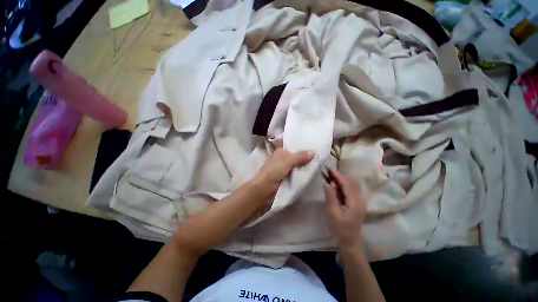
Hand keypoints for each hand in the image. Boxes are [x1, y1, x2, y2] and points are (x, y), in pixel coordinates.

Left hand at [253, 148, 314, 195]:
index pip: (292, 146)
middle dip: (306, 156)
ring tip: (319, 163)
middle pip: (296, 156)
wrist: (265, 189)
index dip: (301, 145)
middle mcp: (283, 159)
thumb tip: (313, 152)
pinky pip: (297, 174)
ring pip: (297, 165)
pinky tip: (313, 172)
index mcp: (280, 152)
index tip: (313, 144)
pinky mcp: (287, 178)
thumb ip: (300, 156)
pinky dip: (303, 173)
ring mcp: (285, 169)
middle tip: (320, 154)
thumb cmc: (274, 171)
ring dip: (305, 165)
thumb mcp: (287, 160)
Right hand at [324, 169, 366, 250]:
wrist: (350, 241)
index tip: (330, 170)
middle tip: (329, 172)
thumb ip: (330, 197)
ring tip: (330, 177)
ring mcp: (359, 202)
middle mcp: (360, 200)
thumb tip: (326, 183)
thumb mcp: (333, 213)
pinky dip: (343, 186)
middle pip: (350, 184)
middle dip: (340, 177)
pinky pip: (350, 191)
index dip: (339, 176)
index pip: (347, 185)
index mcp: (355, 202)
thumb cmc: (340, 228)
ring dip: (341, 181)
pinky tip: (335, 186)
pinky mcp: (356, 204)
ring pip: (351, 187)